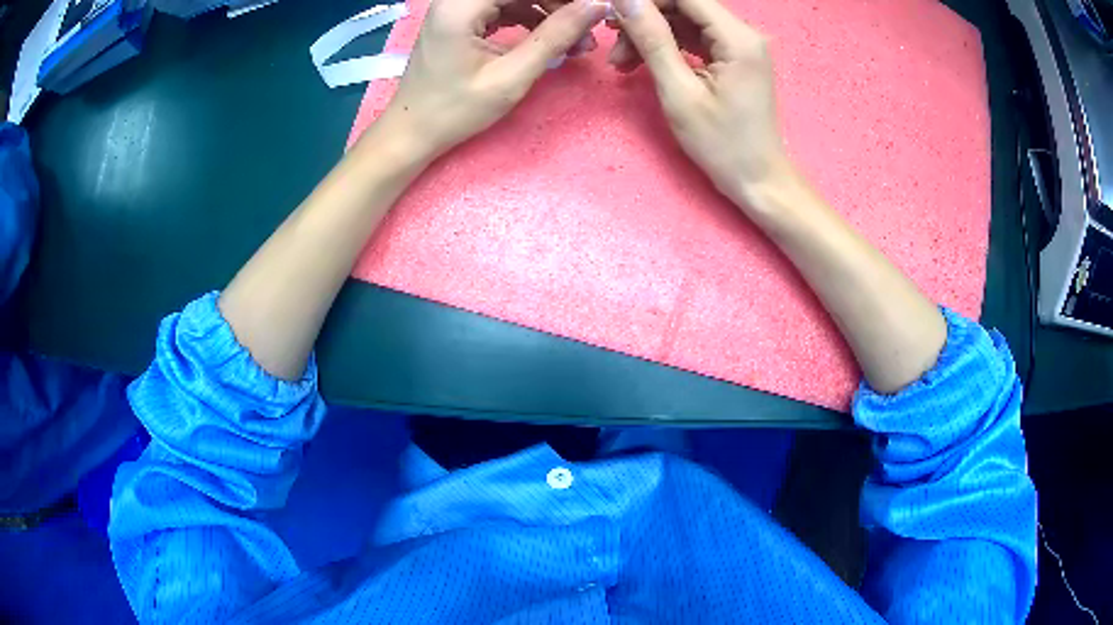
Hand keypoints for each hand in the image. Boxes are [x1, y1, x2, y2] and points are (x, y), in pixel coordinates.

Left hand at [372, 0, 608, 161]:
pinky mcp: (461, 18)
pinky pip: (505, 7)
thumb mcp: (511, 76)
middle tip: (588, 32)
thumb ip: (555, 36)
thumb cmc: (455, 110)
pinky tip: (550, 40)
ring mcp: (457, 6)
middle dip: (559, 6)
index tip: (596, 13)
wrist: (413, 132)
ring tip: (577, 43)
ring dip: (549, 14)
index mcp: (462, 5)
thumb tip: (597, 6)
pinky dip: (530, 20)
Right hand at [608, 0, 794, 207]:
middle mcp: (744, 33)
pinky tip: (642, 65)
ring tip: (621, 63)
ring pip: (685, 22)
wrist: (757, 179)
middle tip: (612, 45)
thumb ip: (653, 40)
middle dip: (645, 20)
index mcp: (738, 38)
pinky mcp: (733, 58)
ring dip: (652, 37)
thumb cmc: (721, 144)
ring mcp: (739, 46)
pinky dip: (667, 48)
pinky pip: (694, 40)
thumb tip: (626, 0)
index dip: (646, 1)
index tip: (614, 17)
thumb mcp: (680, 91)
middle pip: (684, 6)